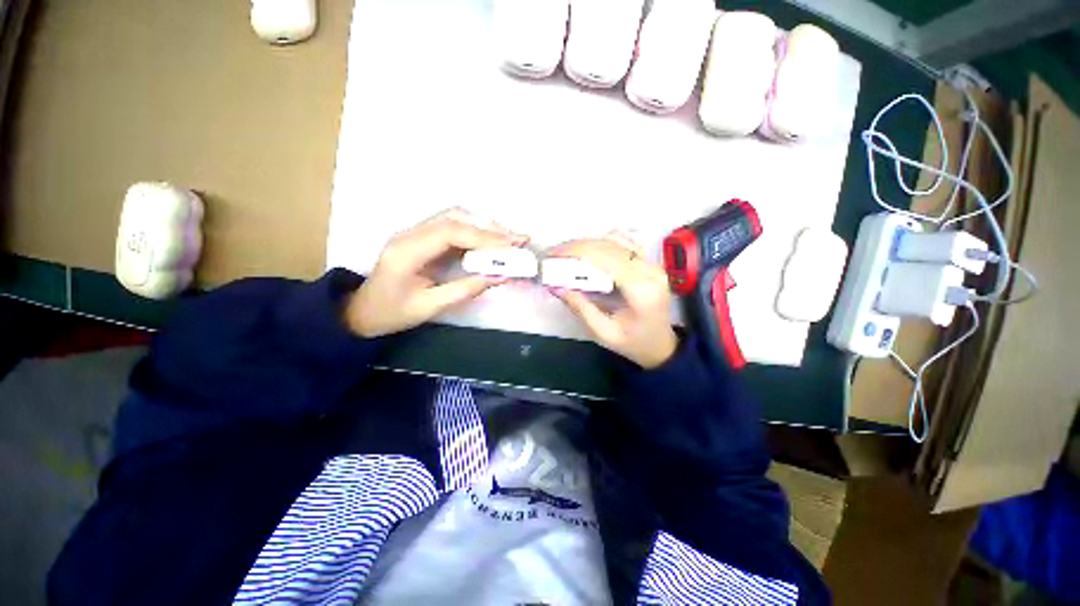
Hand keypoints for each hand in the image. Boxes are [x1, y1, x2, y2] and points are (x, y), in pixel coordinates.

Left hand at [347, 208, 526, 337]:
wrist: (362, 311)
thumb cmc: (392, 313)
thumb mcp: (429, 307)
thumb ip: (465, 290)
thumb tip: (500, 276)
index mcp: (406, 251)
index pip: (451, 233)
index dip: (485, 237)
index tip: (512, 246)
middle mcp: (409, 234)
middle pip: (455, 218)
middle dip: (490, 228)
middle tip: (519, 239)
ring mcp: (414, 232)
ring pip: (455, 218)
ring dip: (485, 226)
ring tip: (511, 239)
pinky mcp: (422, 237)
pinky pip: (453, 227)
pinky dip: (476, 231)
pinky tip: (492, 241)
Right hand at [550, 233, 677, 368]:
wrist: (662, 345)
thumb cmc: (634, 343)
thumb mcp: (604, 333)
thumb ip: (581, 308)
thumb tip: (556, 286)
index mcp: (641, 289)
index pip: (605, 257)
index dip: (577, 251)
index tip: (553, 255)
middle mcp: (650, 270)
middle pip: (609, 245)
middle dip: (578, 246)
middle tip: (554, 253)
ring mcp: (652, 264)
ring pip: (617, 240)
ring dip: (588, 242)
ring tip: (566, 251)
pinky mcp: (649, 263)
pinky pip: (625, 242)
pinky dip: (603, 242)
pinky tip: (588, 250)